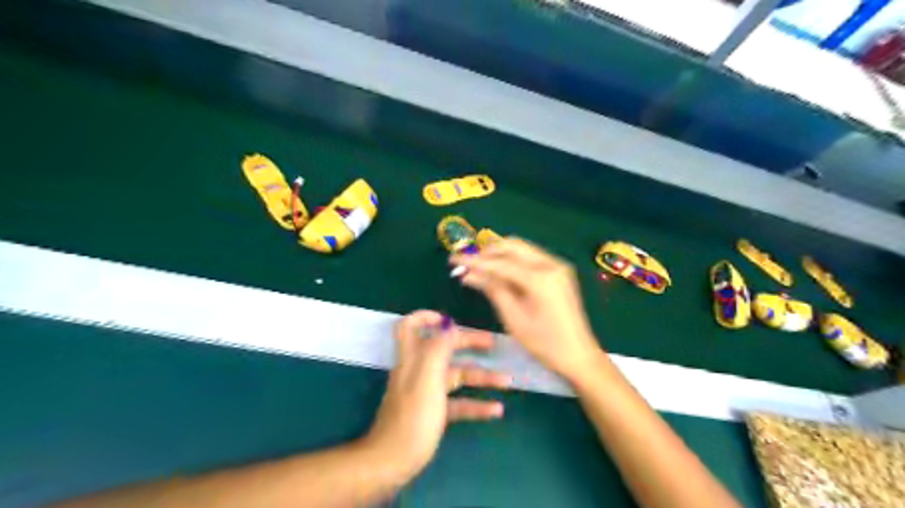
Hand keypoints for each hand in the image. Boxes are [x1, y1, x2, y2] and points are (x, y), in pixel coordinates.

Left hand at [363, 310, 511, 479]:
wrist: (392, 463)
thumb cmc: (412, 418)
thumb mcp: (427, 379)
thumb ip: (438, 348)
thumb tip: (448, 323)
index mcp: (412, 358)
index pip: (410, 326)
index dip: (427, 317)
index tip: (452, 320)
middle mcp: (418, 370)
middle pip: (443, 349)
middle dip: (468, 343)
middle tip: (493, 344)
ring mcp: (426, 392)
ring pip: (456, 377)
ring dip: (481, 377)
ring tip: (508, 381)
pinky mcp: (433, 413)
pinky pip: (458, 403)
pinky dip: (476, 404)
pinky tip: (496, 410)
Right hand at [450, 239, 602, 383]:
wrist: (579, 355)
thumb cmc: (545, 343)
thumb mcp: (514, 319)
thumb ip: (493, 290)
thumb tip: (469, 274)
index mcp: (540, 278)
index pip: (500, 263)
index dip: (474, 260)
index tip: (453, 259)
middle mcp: (551, 264)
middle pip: (512, 246)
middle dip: (487, 252)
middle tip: (466, 263)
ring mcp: (557, 265)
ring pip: (521, 249)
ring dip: (499, 255)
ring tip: (478, 267)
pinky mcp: (559, 271)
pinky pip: (530, 257)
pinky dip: (512, 261)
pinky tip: (499, 272)